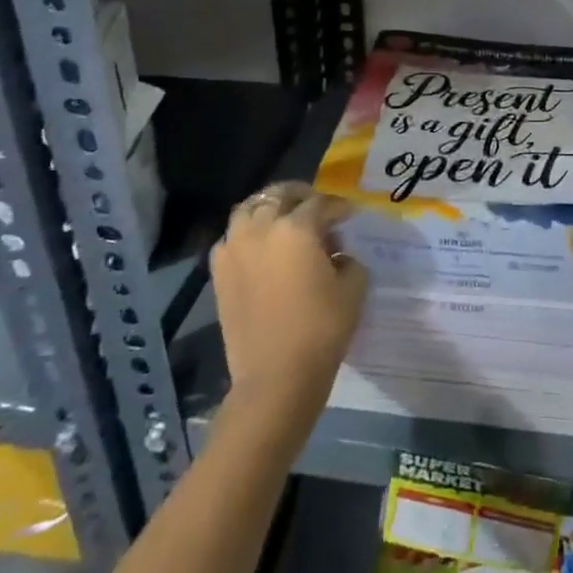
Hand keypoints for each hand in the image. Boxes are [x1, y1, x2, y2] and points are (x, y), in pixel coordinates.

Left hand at [211, 182, 366, 424]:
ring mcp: (235, 249)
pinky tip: (260, 248)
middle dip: (301, 196)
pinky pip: (232, 237)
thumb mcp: (353, 288)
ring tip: (284, 220)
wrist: (275, 377)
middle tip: (317, 208)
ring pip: (248, 209)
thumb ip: (348, 259)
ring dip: (269, 208)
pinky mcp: (219, 272)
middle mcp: (261, 229)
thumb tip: (337, 253)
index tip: (349, 214)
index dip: (338, 206)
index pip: (320, 203)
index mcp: (296, 228)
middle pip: (278, 195)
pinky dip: (246, 233)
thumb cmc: (321, 329)